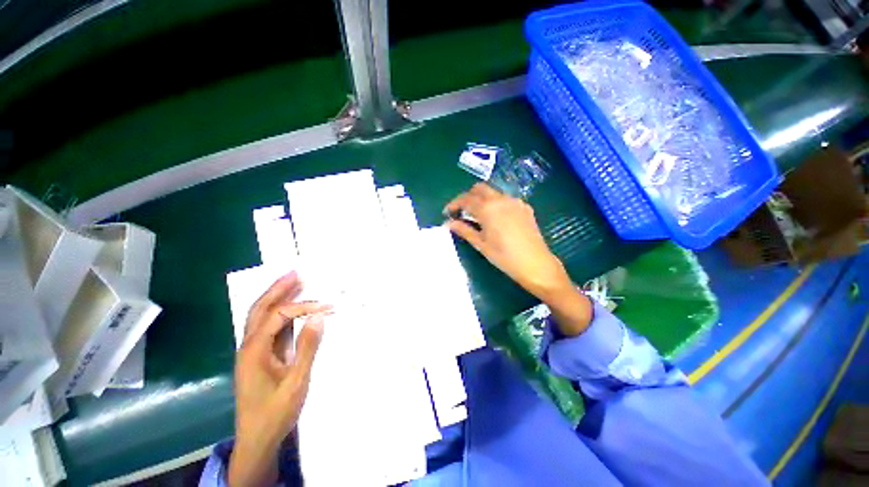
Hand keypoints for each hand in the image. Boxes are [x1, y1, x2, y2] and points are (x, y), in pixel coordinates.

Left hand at [229, 271, 330, 486]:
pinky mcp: (259, 356)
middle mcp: (248, 346)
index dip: (303, 307)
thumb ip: (308, 347)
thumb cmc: (275, 412)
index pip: (278, 316)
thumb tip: (318, 317)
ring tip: (294, 282)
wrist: (257, 439)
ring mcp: (252, 350)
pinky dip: (279, 312)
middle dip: (278, 288)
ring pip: (261, 316)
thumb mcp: (296, 381)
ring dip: (276, 297)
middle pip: (260, 309)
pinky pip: (268, 326)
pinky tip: (290, 307)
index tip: (327, 307)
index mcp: (254, 350)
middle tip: (296, 272)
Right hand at [445, 183, 571, 298]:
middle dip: (467, 197)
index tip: (447, 213)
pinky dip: (495, 203)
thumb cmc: (504, 257)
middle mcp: (501, 199)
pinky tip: (495, 218)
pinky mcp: (524, 207)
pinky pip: (505, 199)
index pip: (465, 199)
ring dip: (482, 199)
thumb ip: (464, 230)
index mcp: (487, 208)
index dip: (454, 204)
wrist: (536, 264)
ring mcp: (515, 202)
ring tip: (477, 215)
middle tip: (461, 211)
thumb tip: (448, 223)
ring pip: (493, 192)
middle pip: (479, 189)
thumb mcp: (481, 244)